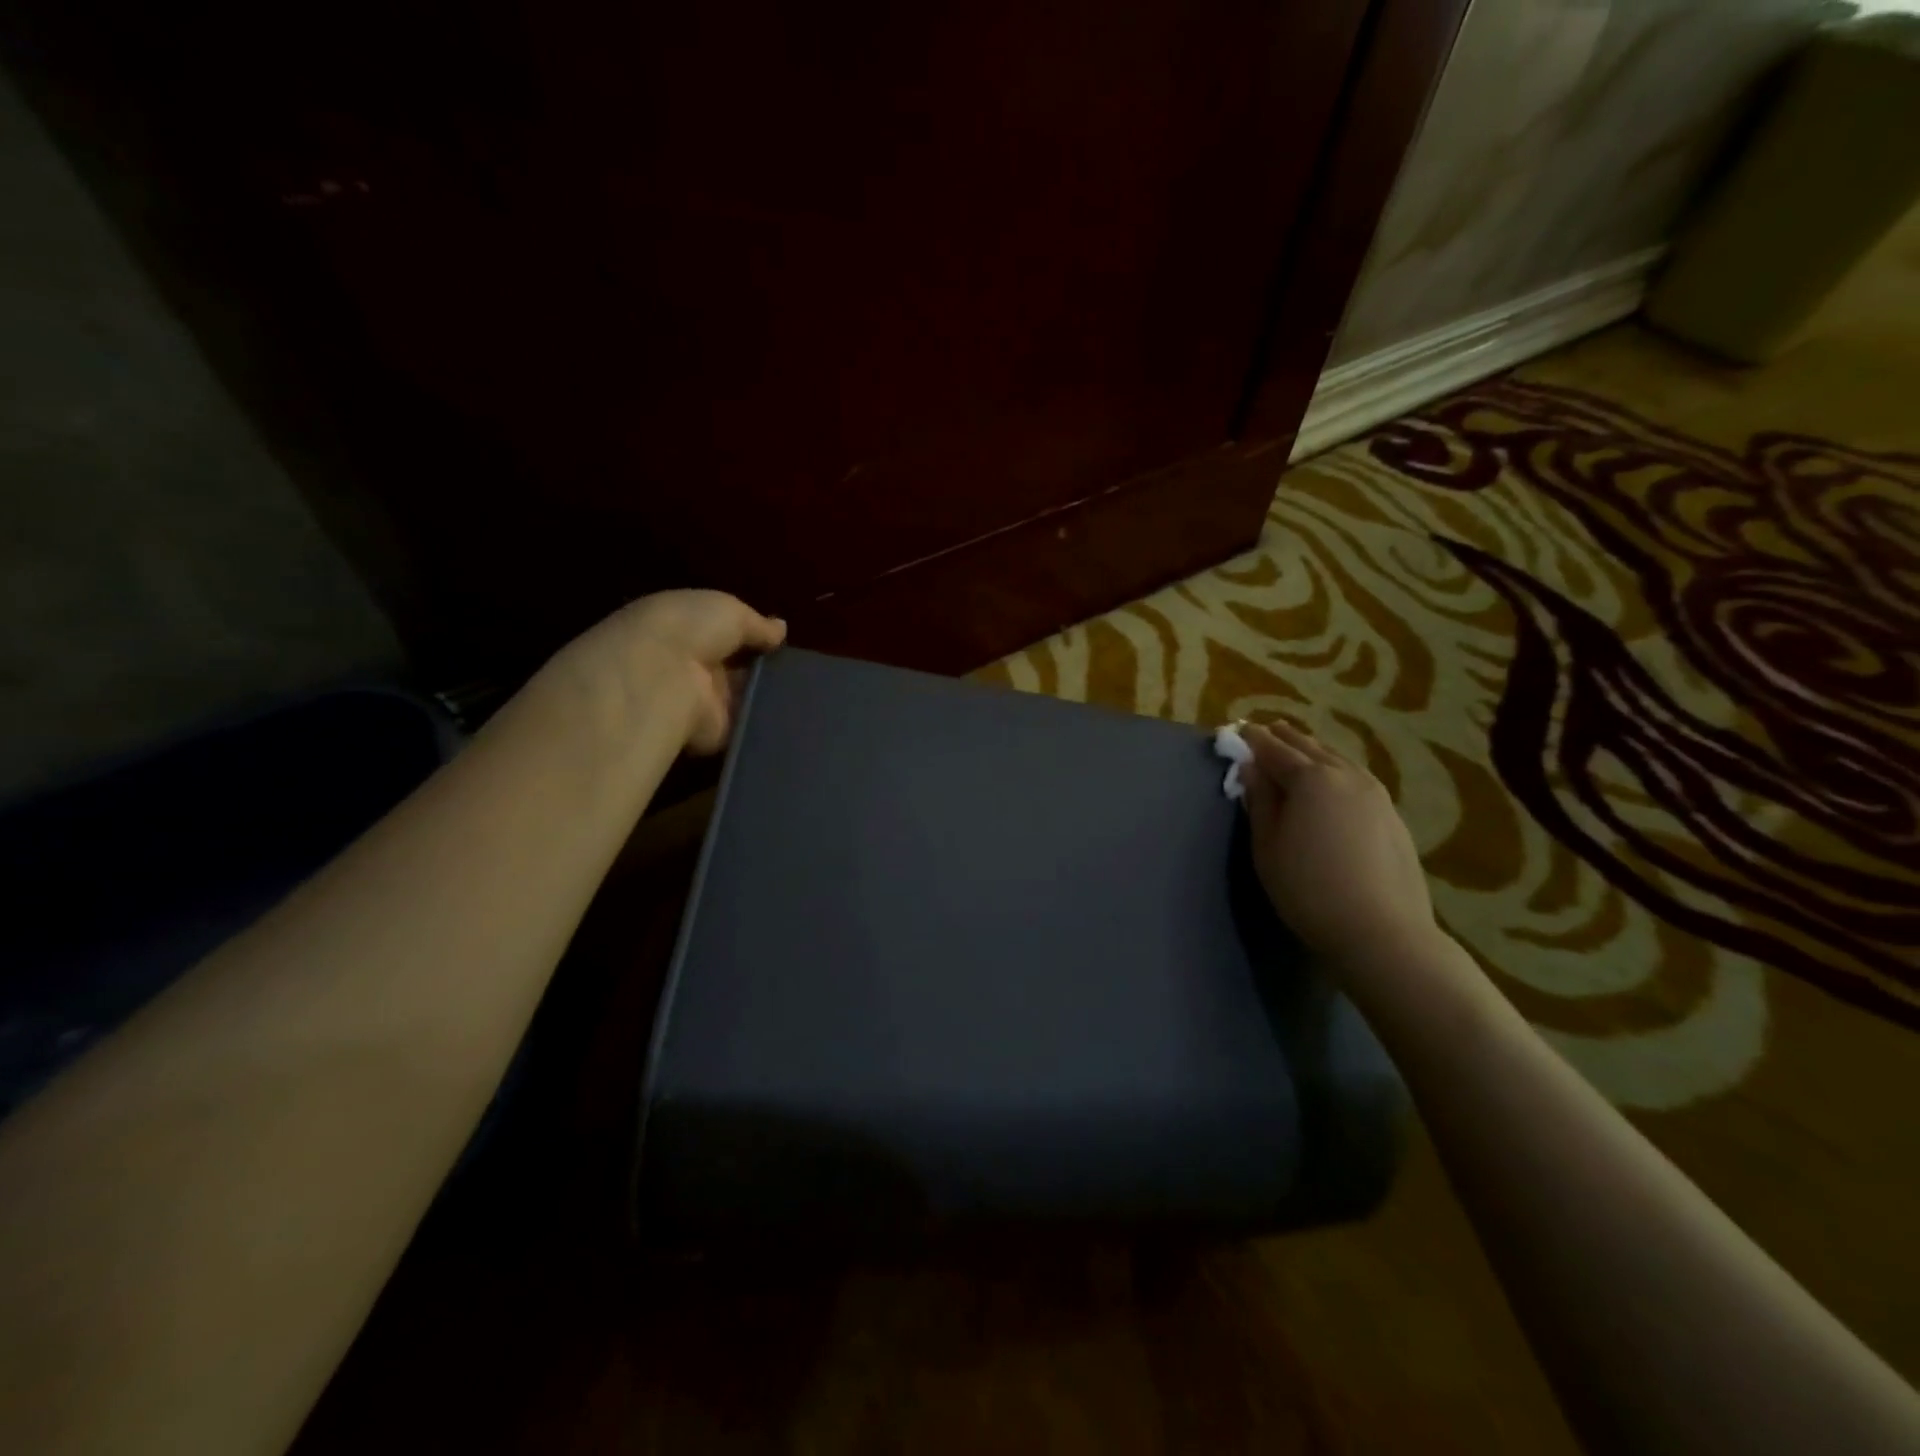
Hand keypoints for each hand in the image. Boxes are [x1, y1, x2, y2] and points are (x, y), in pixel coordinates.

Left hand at [562, 590, 786, 754]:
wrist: (661, 679)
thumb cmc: (691, 630)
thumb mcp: (731, 611)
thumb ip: (759, 625)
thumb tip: (781, 629)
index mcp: (690, 629)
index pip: (729, 634)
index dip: (756, 637)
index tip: (784, 643)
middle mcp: (695, 666)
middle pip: (739, 668)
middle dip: (767, 668)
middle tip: (803, 670)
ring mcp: (705, 702)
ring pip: (747, 698)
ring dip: (771, 695)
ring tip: (806, 693)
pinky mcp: (715, 734)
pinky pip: (748, 727)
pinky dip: (769, 724)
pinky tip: (797, 717)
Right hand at [1239, 720, 1439, 966]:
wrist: (1382, 931)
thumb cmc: (1309, 889)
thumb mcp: (1267, 846)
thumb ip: (1259, 801)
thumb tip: (1249, 767)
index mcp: (1311, 779)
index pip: (1274, 749)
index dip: (1253, 740)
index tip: (1238, 730)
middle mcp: (1346, 775)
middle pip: (1308, 747)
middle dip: (1283, 738)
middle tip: (1264, 732)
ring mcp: (1375, 793)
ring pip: (1337, 759)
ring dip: (1312, 751)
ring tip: (1296, 749)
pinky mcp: (1391, 814)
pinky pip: (1355, 777)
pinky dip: (1335, 769)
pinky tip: (1331, 780)